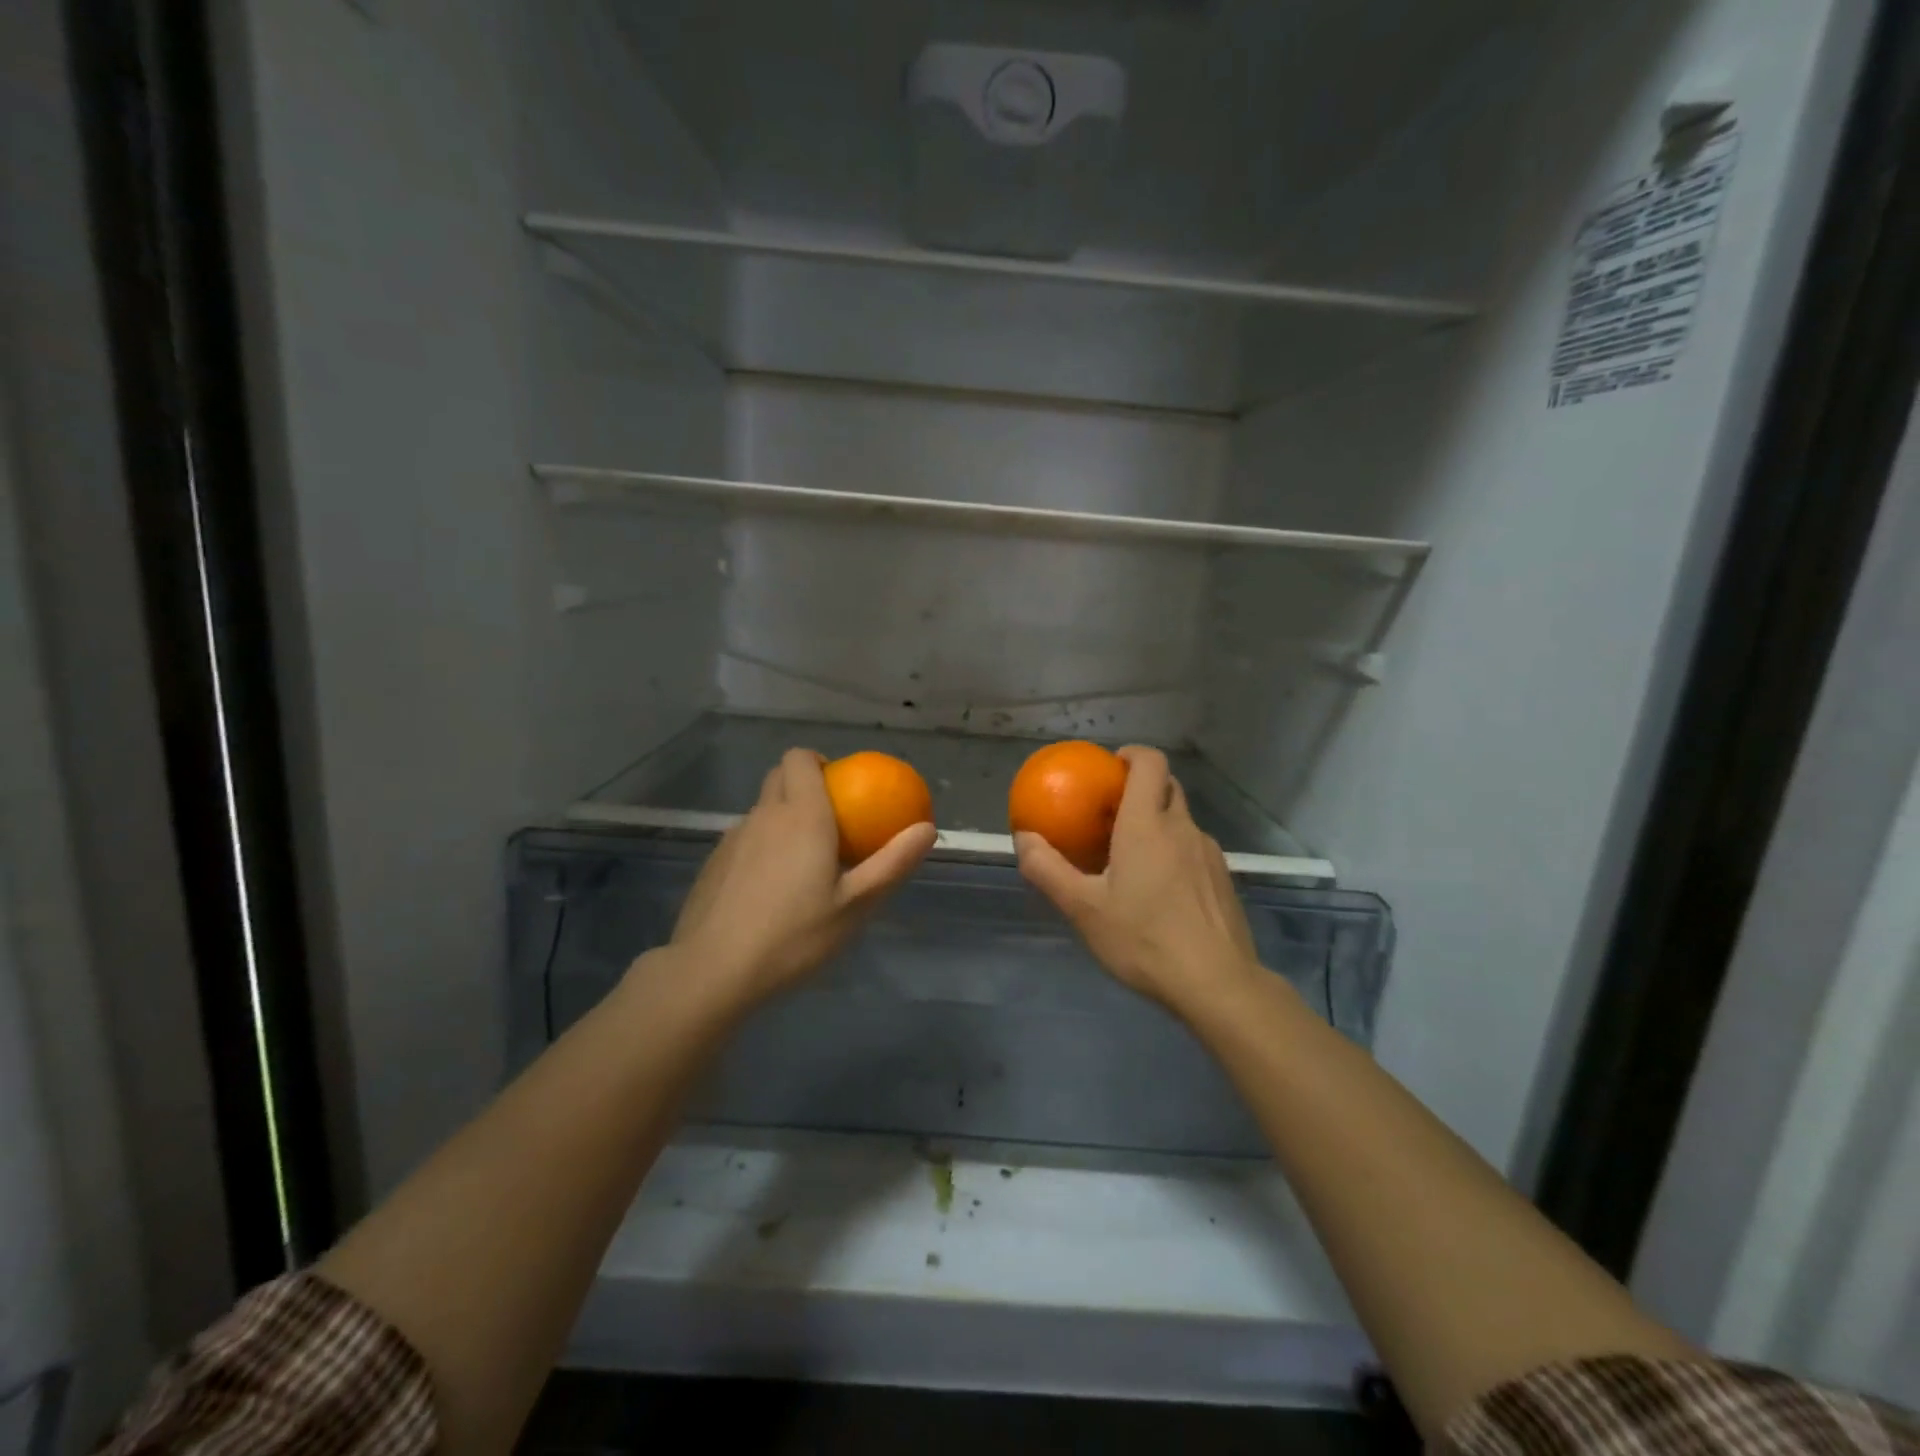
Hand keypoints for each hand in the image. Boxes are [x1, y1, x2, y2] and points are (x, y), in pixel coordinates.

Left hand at [665, 748, 936, 1006]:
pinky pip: (745, 837)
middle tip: (830, 822)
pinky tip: (769, 889)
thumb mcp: (856, 905)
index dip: (819, 761)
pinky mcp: (714, 862)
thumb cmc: (795, 935)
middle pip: (780, 775)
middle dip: (804, 783)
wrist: (714, 971)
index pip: (800, 757)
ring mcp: (733, 837)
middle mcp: (764, 815)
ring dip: (782, 817)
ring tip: (802, 861)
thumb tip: (927, 828)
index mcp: (802, 815)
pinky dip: (762, 845)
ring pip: (761, 808)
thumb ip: (892, 863)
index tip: (840, 788)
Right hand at [1016, 746, 1261, 1016]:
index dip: (1132, 754)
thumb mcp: (1083, 909)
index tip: (1111, 766)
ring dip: (1158, 822)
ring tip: (1132, 856)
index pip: (1150, 763)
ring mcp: (1209, 853)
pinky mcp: (1223, 878)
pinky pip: (1194, 848)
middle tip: (1112, 811)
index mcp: (1147, 825)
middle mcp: (1182, 828)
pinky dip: (1175, 851)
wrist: (1216, 983)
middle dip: (1142, 786)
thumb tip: (1023, 837)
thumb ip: (1047, 869)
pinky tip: (1161, 890)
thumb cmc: (1144, 939)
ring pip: (1182, 820)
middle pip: (1167, 786)